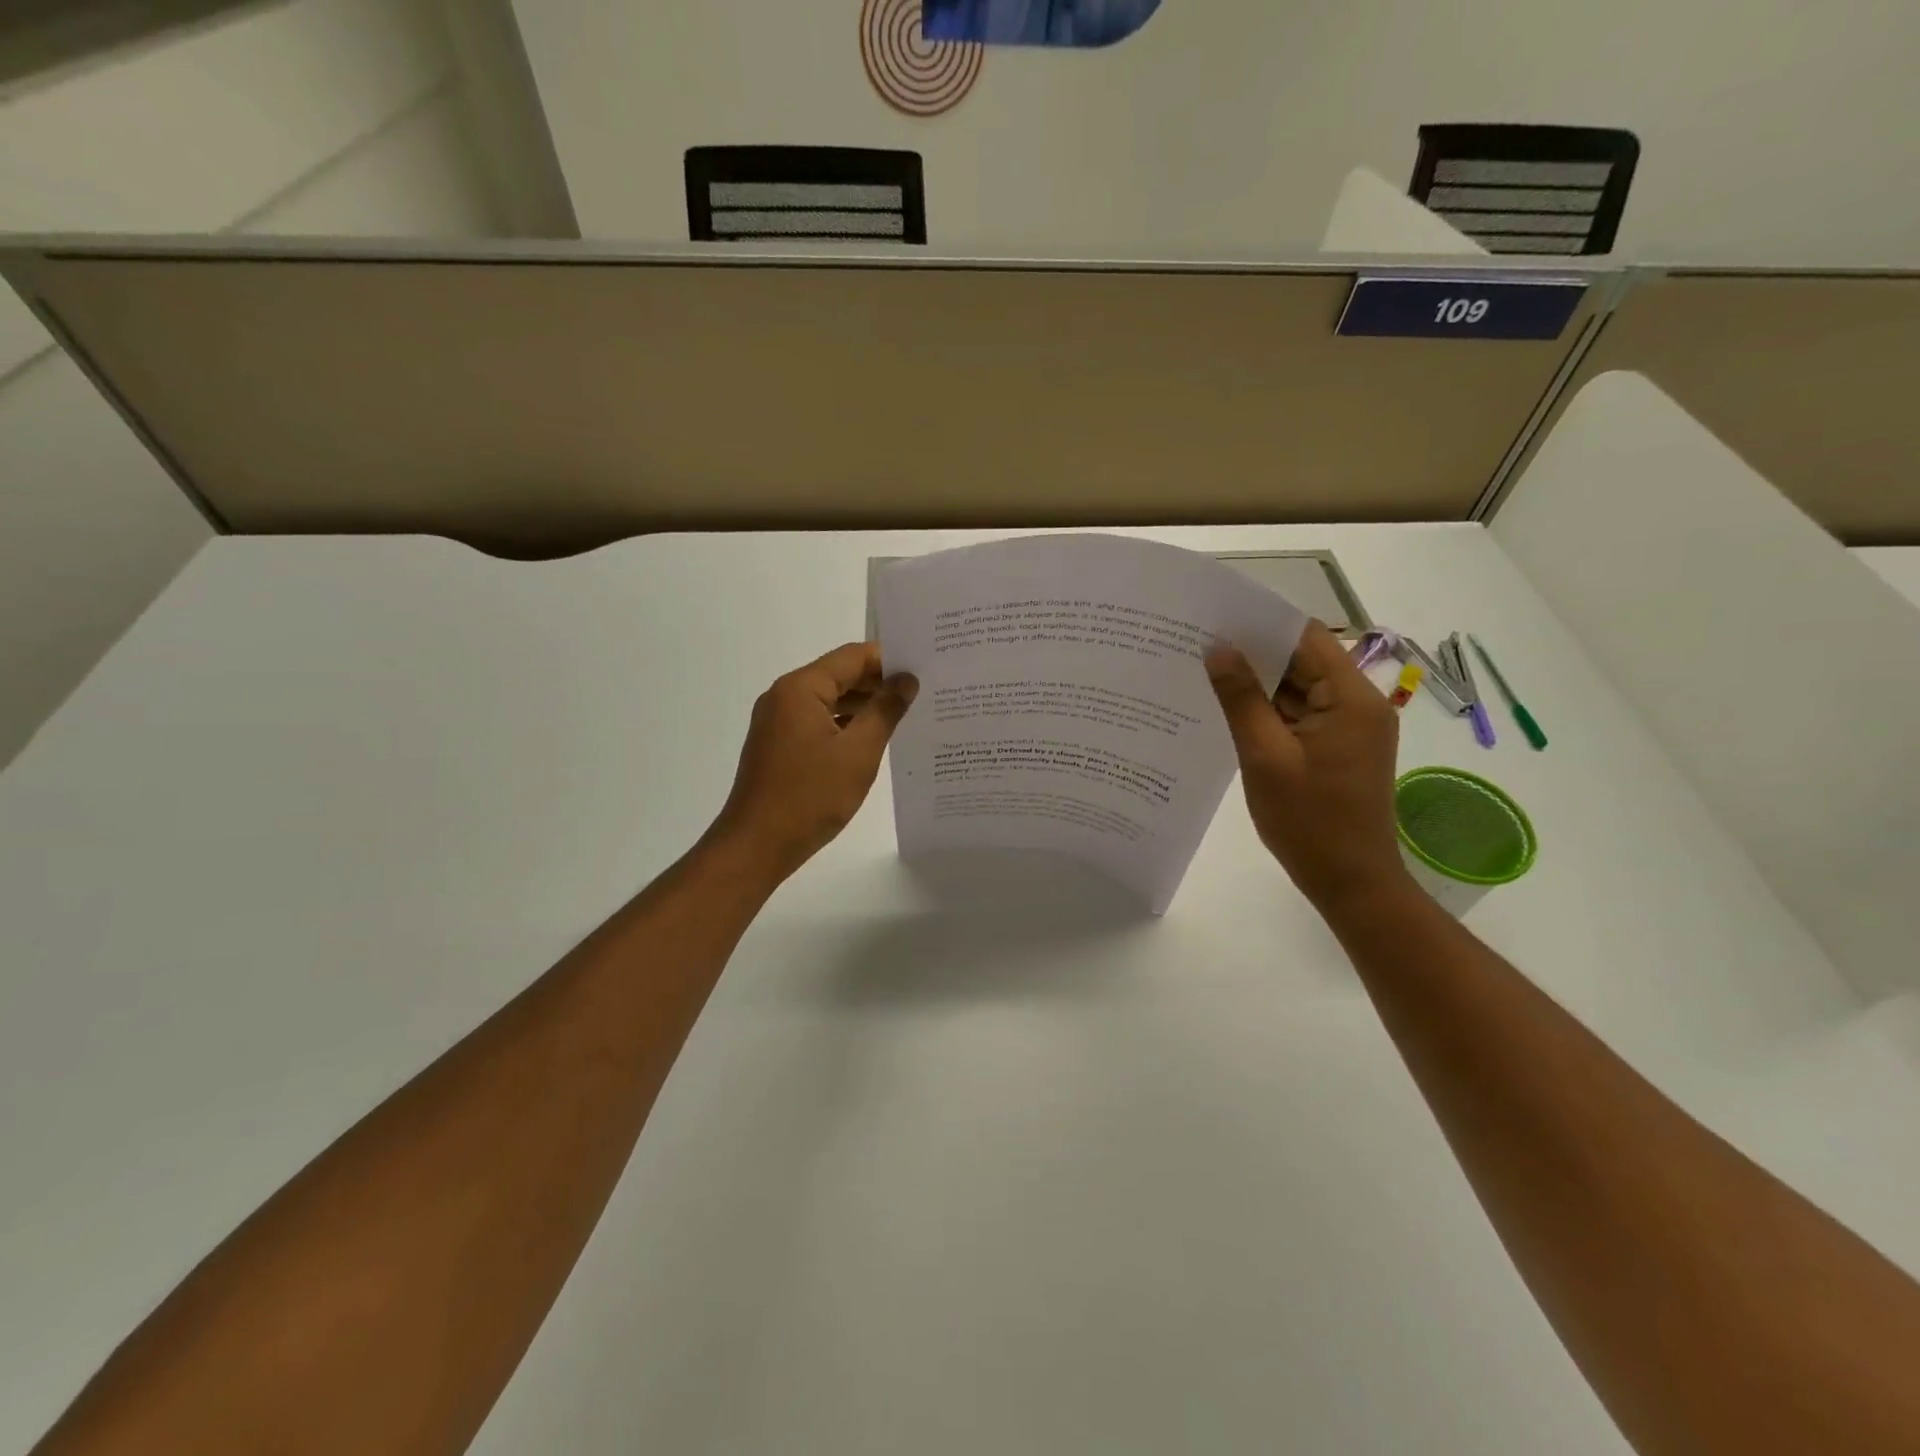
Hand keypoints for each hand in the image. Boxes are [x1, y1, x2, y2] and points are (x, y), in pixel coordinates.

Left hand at [709, 642, 917, 880]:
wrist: (757, 845)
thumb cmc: (810, 796)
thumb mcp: (858, 752)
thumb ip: (885, 710)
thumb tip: (906, 679)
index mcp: (801, 688)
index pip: (852, 657)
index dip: (889, 659)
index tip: (925, 668)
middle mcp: (785, 696)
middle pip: (840, 675)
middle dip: (879, 682)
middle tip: (924, 690)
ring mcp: (779, 722)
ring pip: (830, 700)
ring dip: (864, 705)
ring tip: (907, 713)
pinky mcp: (779, 745)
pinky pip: (819, 722)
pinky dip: (846, 725)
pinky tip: (874, 738)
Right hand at [1205, 621, 1409, 910]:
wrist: (1351, 882)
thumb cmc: (1308, 821)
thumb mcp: (1265, 756)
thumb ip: (1241, 698)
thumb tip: (1217, 648)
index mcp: (1350, 698)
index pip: (1306, 638)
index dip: (1262, 624)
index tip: (1215, 618)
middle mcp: (1358, 704)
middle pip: (1303, 661)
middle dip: (1254, 654)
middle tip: (1199, 645)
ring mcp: (1350, 727)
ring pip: (1300, 689)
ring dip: (1259, 684)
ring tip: (1206, 674)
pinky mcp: (1339, 748)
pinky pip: (1301, 715)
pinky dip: (1270, 711)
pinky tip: (1231, 711)